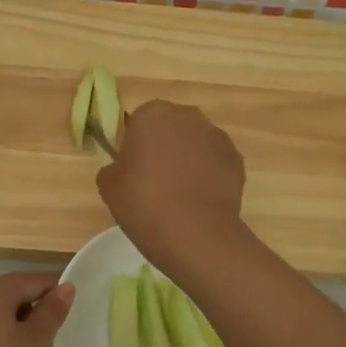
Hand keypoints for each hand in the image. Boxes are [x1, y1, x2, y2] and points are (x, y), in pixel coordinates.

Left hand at [0, 271, 74, 346]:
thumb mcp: (33, 346)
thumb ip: (52, 313)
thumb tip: (66, 286)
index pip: (36, 280)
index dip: (61, 294)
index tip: (81, 315)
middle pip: (14, 297)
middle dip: (40, 317)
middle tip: (64, 344)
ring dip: (21, 334)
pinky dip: (0, 344)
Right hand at [96, 100, 246, 273]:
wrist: (194, 232)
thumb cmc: (144, 202)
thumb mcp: (108, 186)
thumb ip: (114, 167)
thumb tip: (123, 168)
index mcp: (152, 114)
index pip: (139, 123)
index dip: (135, 146)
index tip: (133, 171)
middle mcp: (188, 116)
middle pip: (171, 129)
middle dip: (164, 149)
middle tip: (154, 183)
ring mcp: (217, 137)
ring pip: (195, 145)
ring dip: (188, 161)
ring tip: (180, 196)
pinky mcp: (237, 160)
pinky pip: (215, 164)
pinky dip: (208, 177)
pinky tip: (200, 202)